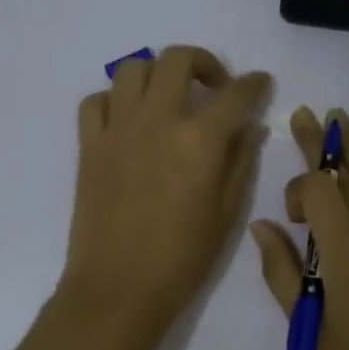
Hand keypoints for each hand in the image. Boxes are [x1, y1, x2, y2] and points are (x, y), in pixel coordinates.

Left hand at [60, 46, 272, 343]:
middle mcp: (157, 121)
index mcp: (199, 140)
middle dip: (204, 62)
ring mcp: (117, 130)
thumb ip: (240, 161)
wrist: (118, 290)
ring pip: (132, 68)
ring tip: (169, 99)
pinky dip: (115, 100)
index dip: (254, 84)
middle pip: (178, 59)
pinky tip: (129, 121)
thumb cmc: (182, 259)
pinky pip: (96, 101)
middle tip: (214, 87)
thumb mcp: (227, 213)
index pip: (235, 94)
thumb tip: (250, 127)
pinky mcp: (89, 146)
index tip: (259, 84)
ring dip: (157, 74)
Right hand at [249, 107, 348, 349]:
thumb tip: (261, 225)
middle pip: (346, 170)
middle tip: (306, 114)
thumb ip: (281, 272)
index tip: (294, 219)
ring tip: (339, 117)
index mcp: (344, 251)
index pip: (319, 188)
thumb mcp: (310, 326)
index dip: (299, 188)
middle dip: (323, 142)